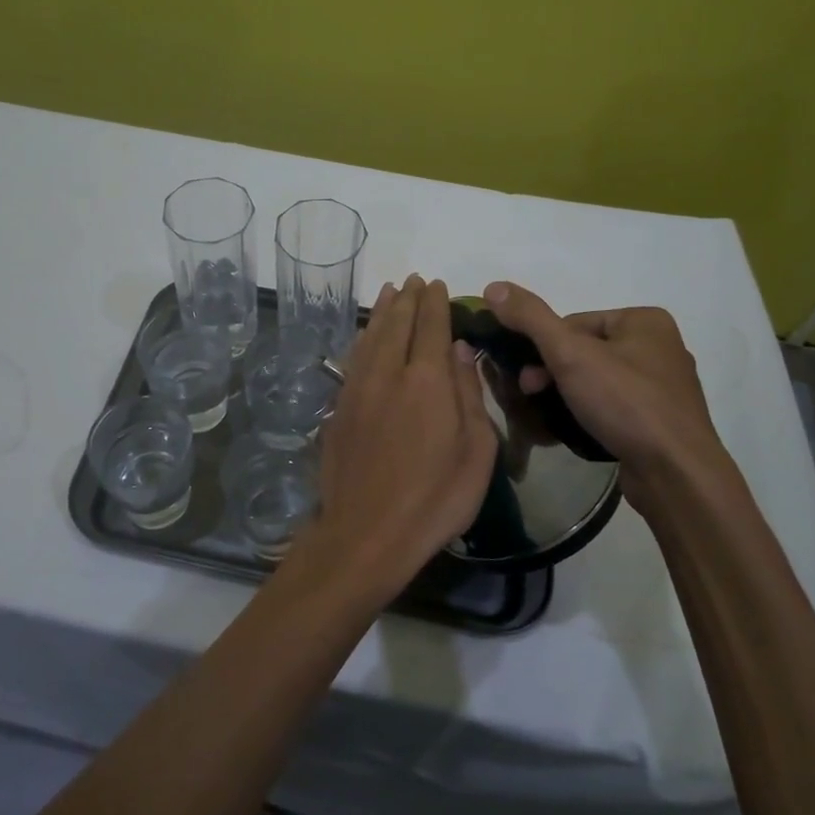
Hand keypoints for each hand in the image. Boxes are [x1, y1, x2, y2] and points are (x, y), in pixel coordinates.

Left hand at [285, 276, 497, 607]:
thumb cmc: (435, 499)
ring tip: (390, 292)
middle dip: (407, 298)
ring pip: (371, 336)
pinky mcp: (338, 408)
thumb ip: (469, 395)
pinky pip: (353, 358)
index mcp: (427, 380)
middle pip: (397, 323)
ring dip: (382, 312)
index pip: (431, 326)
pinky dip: (363, 338)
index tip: (436, 285)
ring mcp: (357, 389)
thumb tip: (461, 352)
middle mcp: (388, 373)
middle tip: (414, 280)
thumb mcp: (476, 452)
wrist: (367, 533)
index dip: (434, 302)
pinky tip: (367, 335)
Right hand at [482, 281, 729, 504]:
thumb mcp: (569, 353)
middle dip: (553, 373)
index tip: (526, 376)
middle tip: (530, 395)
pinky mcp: (662, 421)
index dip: (543, 348)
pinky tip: (578, 430)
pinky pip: (615, 407)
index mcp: (645, 321)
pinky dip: (592, 414)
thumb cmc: (625, 403)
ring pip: (597, 380)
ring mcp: (664, 387)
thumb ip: (530, 318)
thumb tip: (494, 287)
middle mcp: (659, 347)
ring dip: (568, 395)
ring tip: (549, 417)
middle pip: (585, 351)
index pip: (574, 323)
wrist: (676, 474)